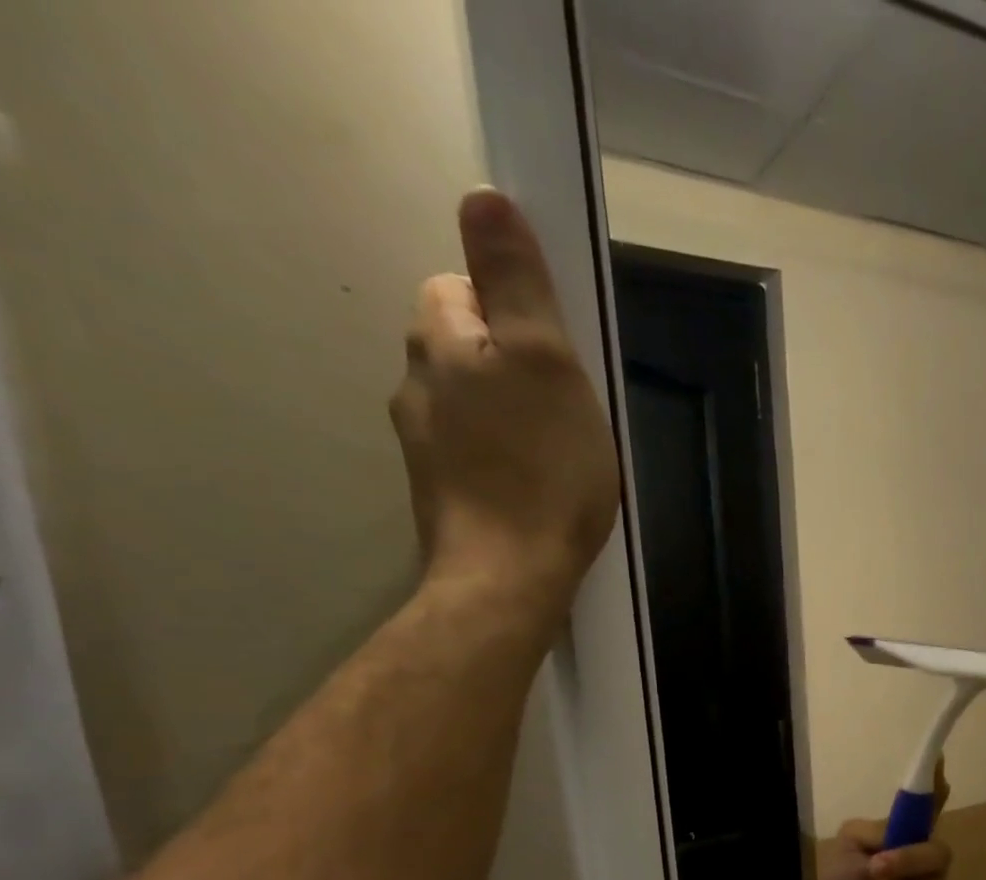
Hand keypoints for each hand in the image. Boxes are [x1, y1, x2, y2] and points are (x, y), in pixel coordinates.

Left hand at [390, 188, 617, 625]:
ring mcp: (425, 447)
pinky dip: (505, 461)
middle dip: (513, 366)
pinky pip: (477, 455)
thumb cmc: (541, 470)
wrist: (509, 578)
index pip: (462, 288)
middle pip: (466, 349)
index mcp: (440, 343)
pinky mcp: (444, 496)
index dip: (513, 311)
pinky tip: (538, 490)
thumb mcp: (546, 364)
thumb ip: (517, 284)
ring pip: (471, 406)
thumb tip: (483, 196)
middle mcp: (417, 386)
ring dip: (510, 417)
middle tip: (568, 409)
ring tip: (559, 456)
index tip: (558, 355)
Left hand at [815, 765, 952, 879]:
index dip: (938, 783)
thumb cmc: (843, 876)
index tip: (939, 759)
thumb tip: (894, 832)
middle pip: (937, 855)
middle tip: (873, 871)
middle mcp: (931, 859)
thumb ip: (871, 835)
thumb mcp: (847, 846)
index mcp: (910, 834)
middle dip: (904, 864)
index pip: (932, 805)